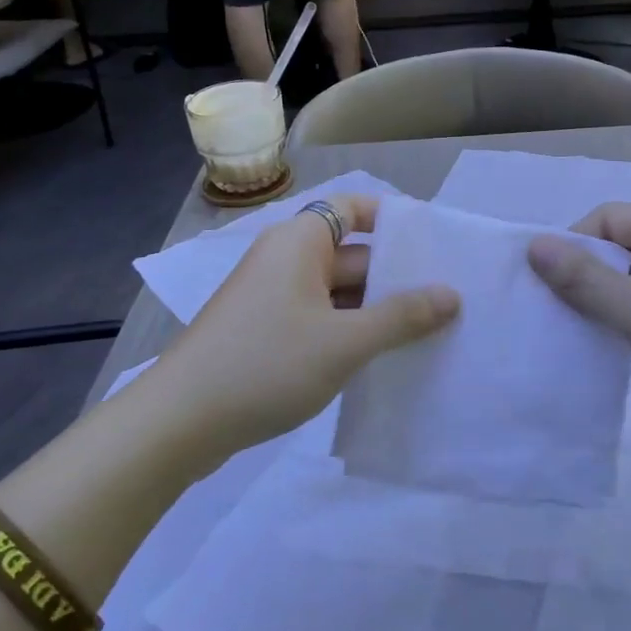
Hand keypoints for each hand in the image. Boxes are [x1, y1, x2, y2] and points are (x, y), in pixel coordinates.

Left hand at [148, 195, 458, 467]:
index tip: (436, 246)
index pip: (354, 207)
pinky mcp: (266, 333)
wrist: (179, 422)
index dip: (394, 221)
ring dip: (376, 311)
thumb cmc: (265, 364)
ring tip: (430, 333)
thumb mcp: (344, 341)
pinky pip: (319, 320)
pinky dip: (349, 333)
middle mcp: (286, 260)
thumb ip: (401, 317)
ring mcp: (273, 298)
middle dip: (396, 277)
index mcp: (300, 241)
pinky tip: (384, 359)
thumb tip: (452, 295)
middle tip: (450, 300)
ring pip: (337, 293)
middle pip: (352, 254)